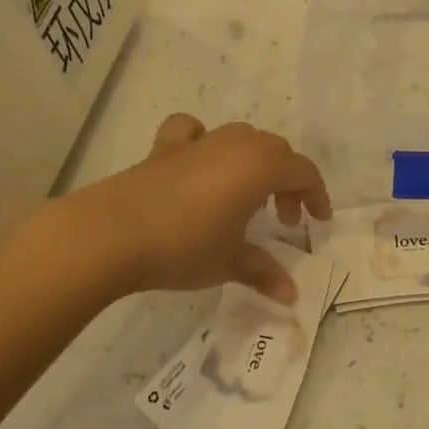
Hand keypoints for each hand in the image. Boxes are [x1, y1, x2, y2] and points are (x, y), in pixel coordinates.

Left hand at [78, 115, 331, 305]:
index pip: (304, 172)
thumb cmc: (183, 246)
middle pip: (276, 151)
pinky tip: (199, 161)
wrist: (110, 235)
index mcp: (260, 167)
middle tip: (282, 219)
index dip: (317, 196)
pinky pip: (192, 131)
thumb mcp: (229, 262)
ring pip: (241, 137)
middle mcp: (235, 145)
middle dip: (287, 182)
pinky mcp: (164, 149)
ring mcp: (199, 143)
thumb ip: (264, 273)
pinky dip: (202, 141)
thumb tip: (292, 297)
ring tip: (247, 195)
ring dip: (254, 161)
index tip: (318, 222)